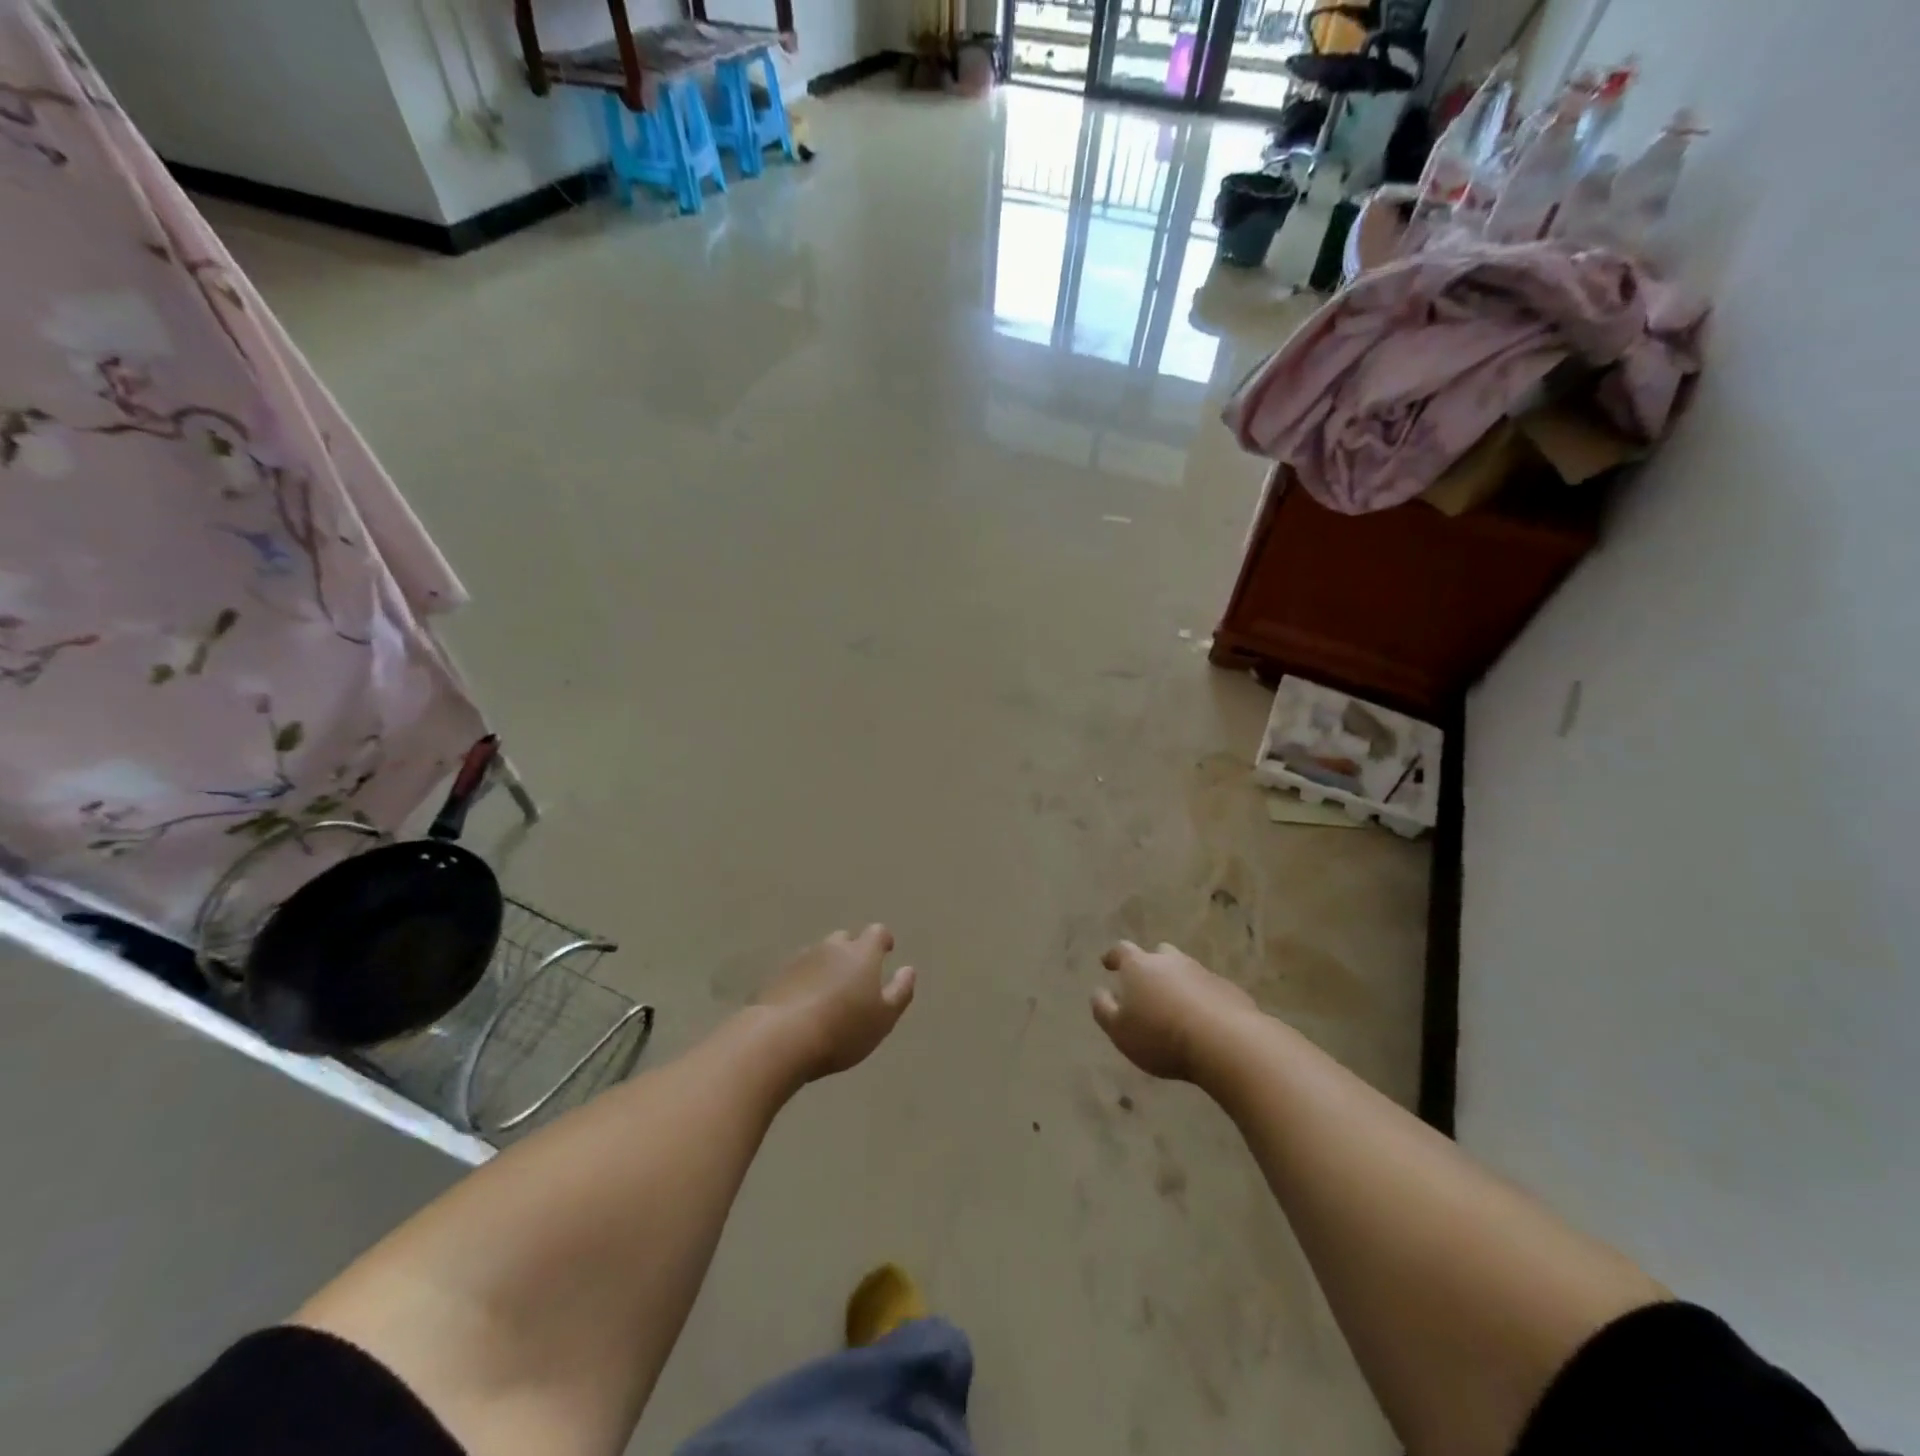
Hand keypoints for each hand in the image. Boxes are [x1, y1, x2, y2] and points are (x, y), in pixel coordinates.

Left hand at [753, 924, 915, 1081]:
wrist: (781, 1038)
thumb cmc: (842, 1029)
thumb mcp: (883, 1018)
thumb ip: (900, 992)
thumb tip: (908, 970)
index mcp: (862, 953)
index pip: (877, 932)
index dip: (883, 941)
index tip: (886, 951)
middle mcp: (831, 947)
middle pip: (845, 939)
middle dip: (853, 951)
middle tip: (856, 976)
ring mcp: (800, 959)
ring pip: (819, 954)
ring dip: (826, 966)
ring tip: (829, 993)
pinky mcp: (776, 976)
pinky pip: (797, 972)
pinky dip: (804, 981)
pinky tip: (803, 1004)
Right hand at [1091, 940, 1255, 1081]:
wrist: (1225, 1042)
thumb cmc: (1160, 1036)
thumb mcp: (1119, 1030)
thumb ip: (1104, 1009)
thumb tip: (1098, 992)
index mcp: (1139, 966)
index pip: (1121, 951)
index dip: (1113, 957)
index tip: (1107, 963)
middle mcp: (1171, 962)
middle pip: (1159, 954)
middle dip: (1151, 964)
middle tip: (1147, 984)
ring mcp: (1202, 973)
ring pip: (1186, 970)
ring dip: (1179, 983)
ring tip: (1176, 1006)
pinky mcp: (1229, 990)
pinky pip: (1209, 990)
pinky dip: (1202, 999)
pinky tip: (1203, 1021)